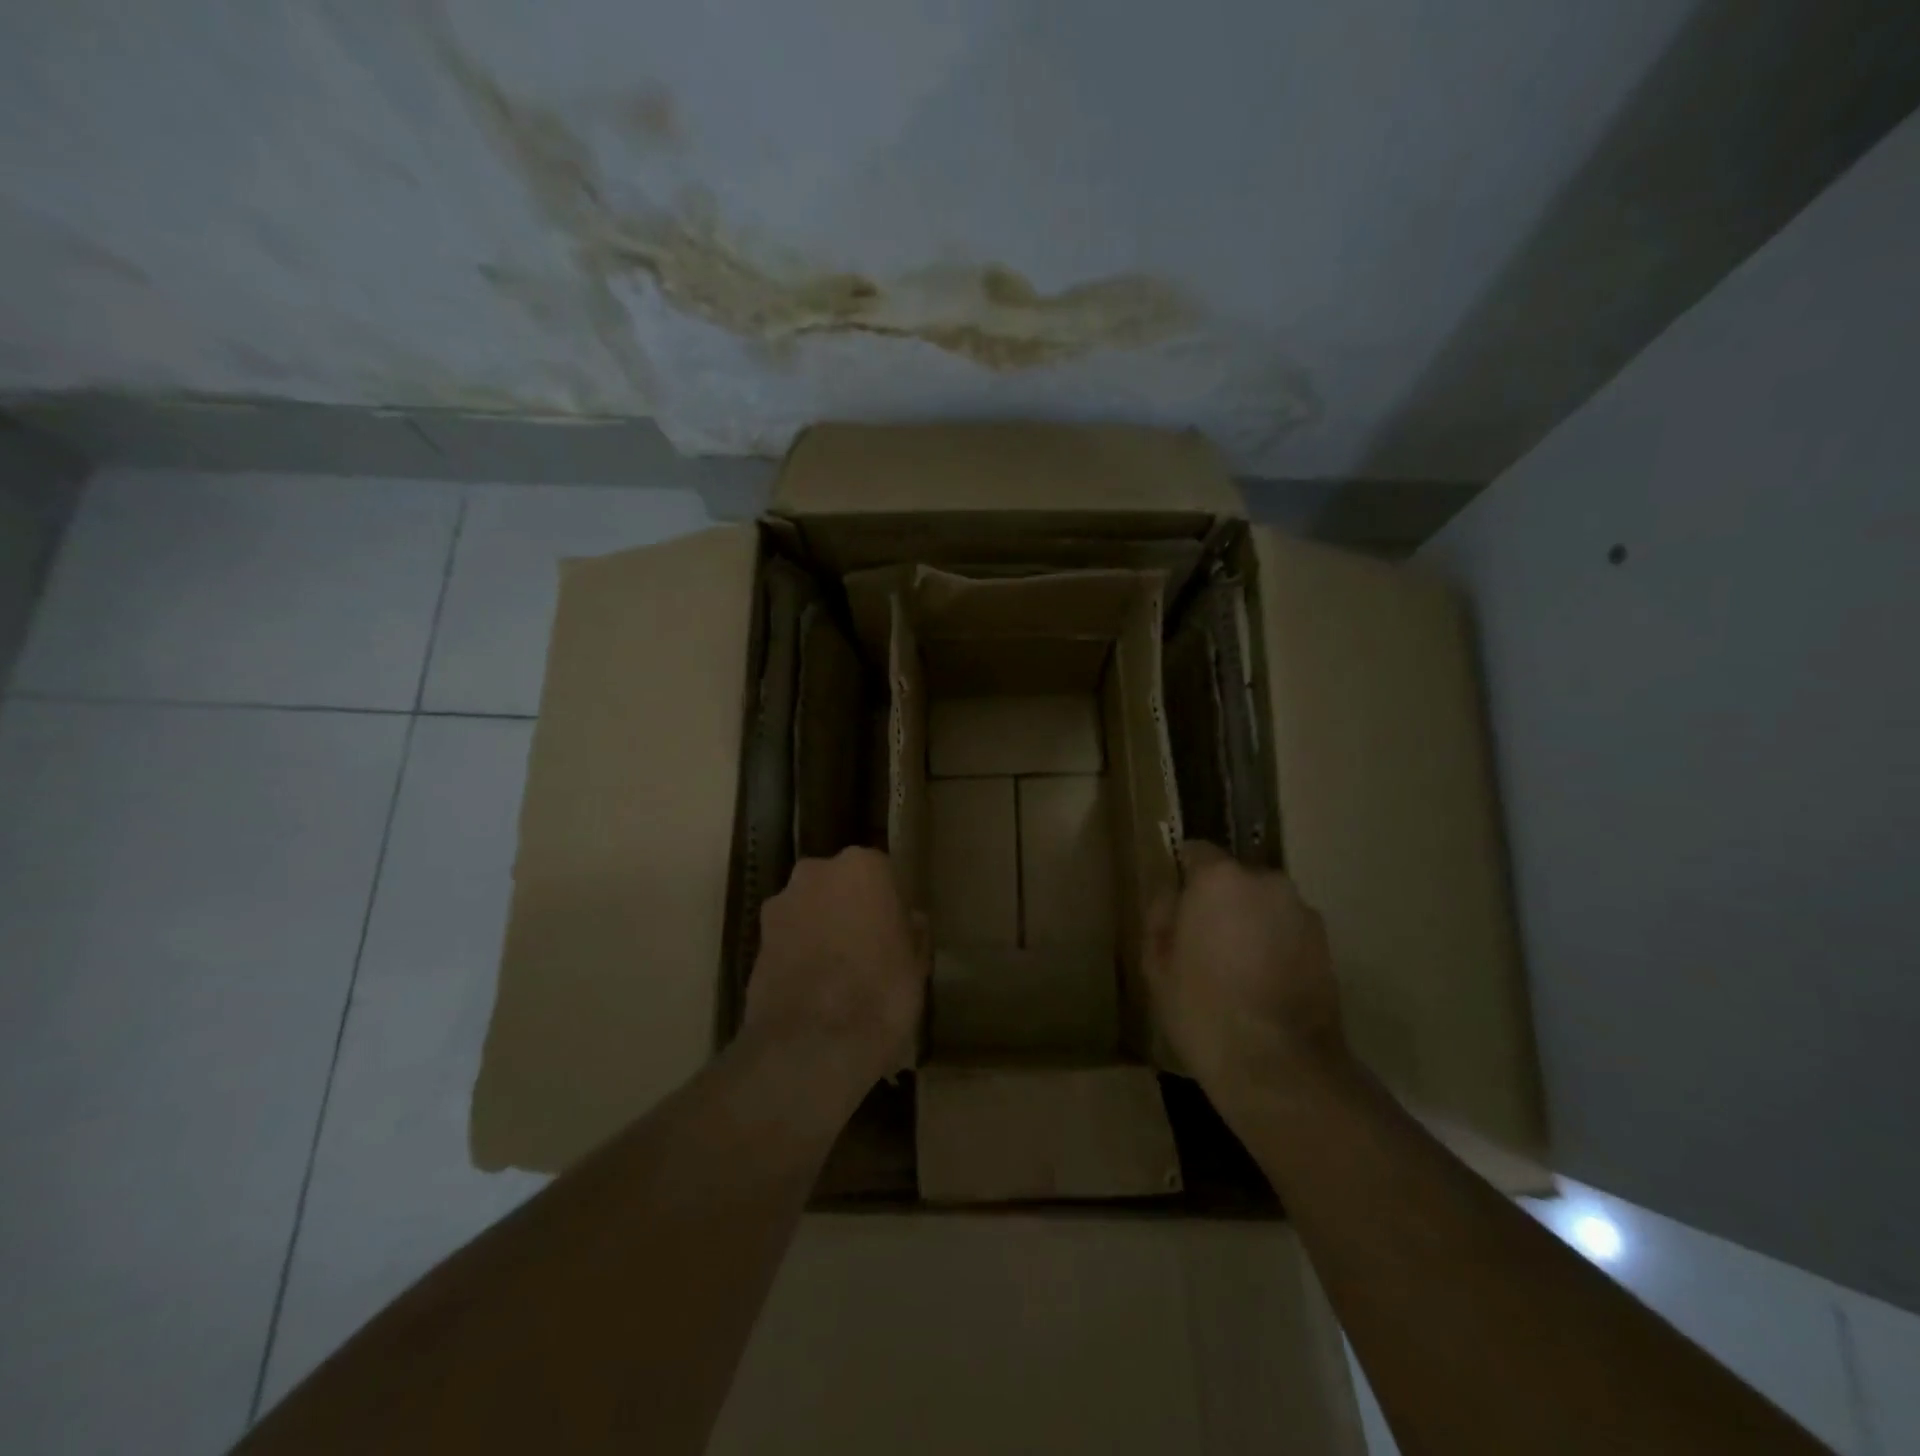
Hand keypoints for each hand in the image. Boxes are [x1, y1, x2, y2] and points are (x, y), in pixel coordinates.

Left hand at [743, 848, 927, 1099]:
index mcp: (863, 866)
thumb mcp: (917, 964)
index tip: (894, 929)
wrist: (813, 1043)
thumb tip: (911, 920)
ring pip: (809, 909)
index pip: (880, 873)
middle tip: (865, 947)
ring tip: (836, 972)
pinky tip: (812, 987)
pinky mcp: (755, 940)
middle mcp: (816, 872)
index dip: (887, 902)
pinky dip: (797, 954)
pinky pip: (787, 938)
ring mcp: (781, 904)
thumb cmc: (882, 993)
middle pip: (838, 885)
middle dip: (848, 908)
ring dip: (819, 928)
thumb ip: (912, 932)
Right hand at [1144, 841, 1347, 1096]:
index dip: (1183, 875)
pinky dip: (1275, 945)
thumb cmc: (1204, 1010)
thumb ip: (1161, 918)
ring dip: (1250, 922)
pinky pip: (1288, 930)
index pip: (1196, 851)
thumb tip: (1171, 898)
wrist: (1280, 1067)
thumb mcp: (1157, 965)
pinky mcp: (1326, 945)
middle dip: (1219, 901)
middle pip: (1234, 878)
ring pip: (1264, 905)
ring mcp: (1302, 912)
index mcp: (1219, 879)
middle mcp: (1266, 882)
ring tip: (1236, 967)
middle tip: (1203, 941)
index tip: (1176, 905)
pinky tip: (1263, 983)